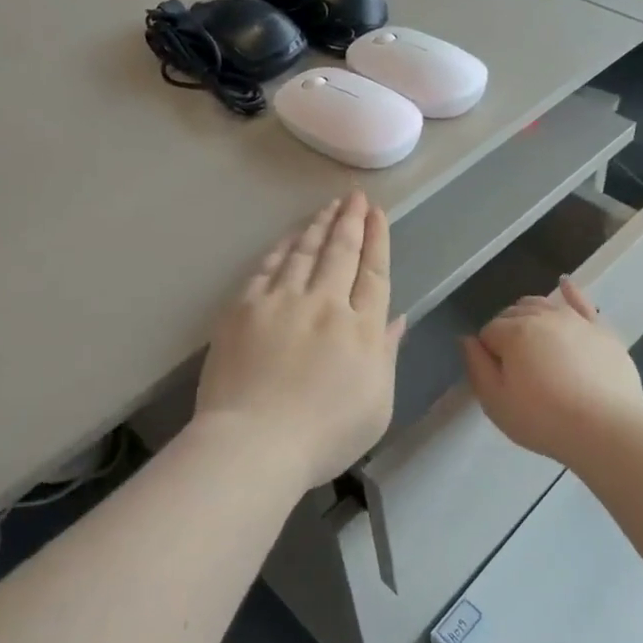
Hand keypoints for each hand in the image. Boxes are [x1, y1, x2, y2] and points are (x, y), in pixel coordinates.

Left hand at [196, 192, 405, 491]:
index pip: (373, 273)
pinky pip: (268, 267)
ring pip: (305, 252)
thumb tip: (396, 318)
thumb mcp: (376, 405)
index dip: (377, 240)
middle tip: (355, 197)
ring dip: (320, 226)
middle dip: (351, 221)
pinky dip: (283, 247)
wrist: (253, 444)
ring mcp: (282, 302)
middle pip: (341, 252)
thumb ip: (386, 355)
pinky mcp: (245, 308)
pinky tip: (291, 236)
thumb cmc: (324, 435)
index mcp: (361, 329)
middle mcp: (325, 304)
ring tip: (329, 206)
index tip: (378, 214)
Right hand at [461, 279, 642, 464]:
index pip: (488, 332)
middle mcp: (543, 316)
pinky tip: (564, 284)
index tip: (497, 378)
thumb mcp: (496, 403)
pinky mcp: (601, 329)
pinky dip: (569, 291)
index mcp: (514, 332)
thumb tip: (467, 340)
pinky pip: (581, 302)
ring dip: (530, 316)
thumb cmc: (544, 419)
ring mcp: (575, 319)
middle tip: (514, 366)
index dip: (488, 354)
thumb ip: (476, 367)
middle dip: (507, 333)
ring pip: (542, 305)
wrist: (606, 429)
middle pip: (513, 315)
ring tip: (531, 340)